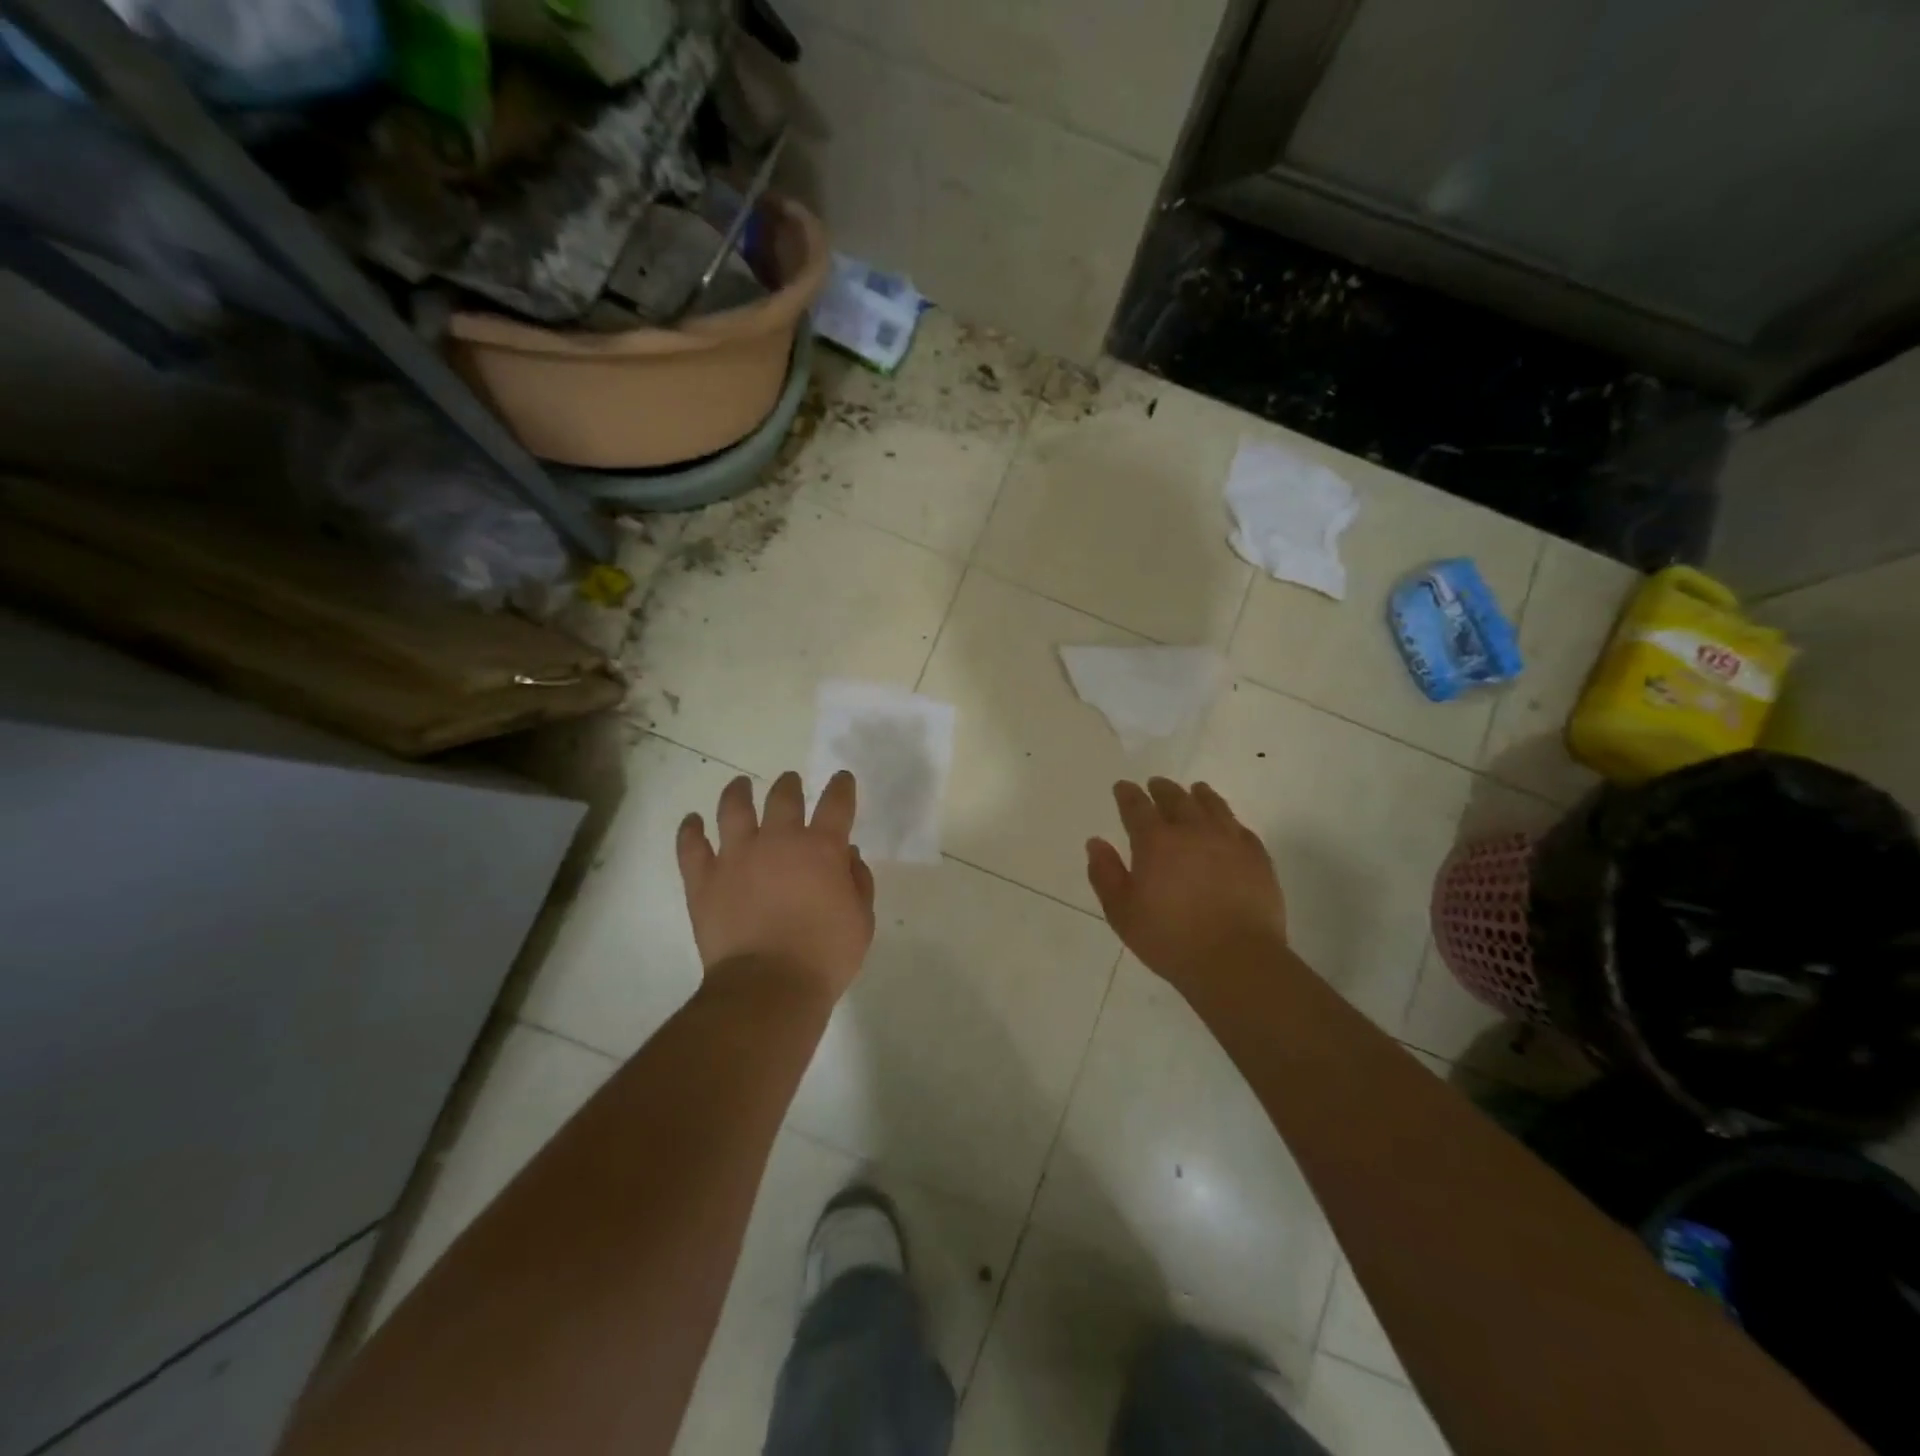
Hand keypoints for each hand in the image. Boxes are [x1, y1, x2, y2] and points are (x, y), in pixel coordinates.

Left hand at [677, 770, 875, 999]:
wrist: (768, 987)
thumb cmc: (825, 955)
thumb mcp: (861, 920)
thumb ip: (858, 882)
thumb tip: (848, 855)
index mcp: (821, 848)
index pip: (836, 803)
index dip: (841, 787)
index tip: (841, 779)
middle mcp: (778, 841)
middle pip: (783, 797)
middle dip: (789, 785)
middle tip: (791, 782)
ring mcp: (736, 857)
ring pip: (734, 809)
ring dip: (738, 792)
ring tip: (740, 785)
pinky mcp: (704, 879)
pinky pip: (691, 846)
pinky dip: (690, 831)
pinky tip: (692, 822)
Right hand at [1087, 778, 1287, 995]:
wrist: (1236, 960)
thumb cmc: (1170, 939)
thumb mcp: (1122, 913)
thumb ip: (1105, 874)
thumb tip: (1095, 842)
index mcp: (1155, 841)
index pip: (1137, 807)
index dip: (1127, 794)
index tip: (1123, 787)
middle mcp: (1192, 830)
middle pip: (1175, 798)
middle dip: (1162, 789)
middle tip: (1156, 785)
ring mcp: (1229, 840)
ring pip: (1212, 805)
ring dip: (1199, 795)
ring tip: (1195, 790)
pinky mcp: (1257, 857)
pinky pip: (1240, 827)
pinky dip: (1228, 820)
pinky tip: (1227, 824)